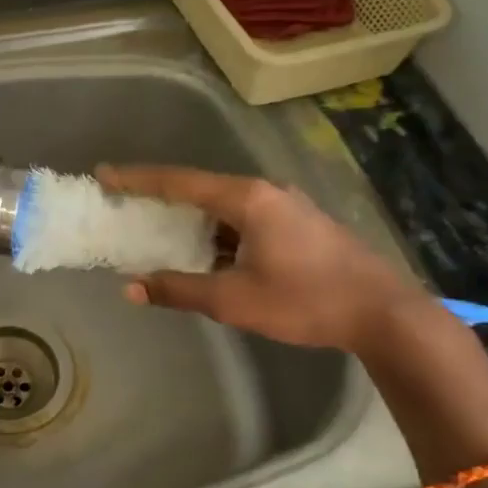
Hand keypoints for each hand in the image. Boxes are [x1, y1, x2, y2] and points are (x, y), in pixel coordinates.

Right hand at [96, 164, 424, 352]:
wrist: (383, 312)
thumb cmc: (305, 300)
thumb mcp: (234, 300)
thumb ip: (179, 290)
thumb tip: (131, 288)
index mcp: (246, 199)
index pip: (179, 182)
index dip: (137, 179)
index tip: (104, 174)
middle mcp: (264, 192)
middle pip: (200, 188)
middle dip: (161, 197)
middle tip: (126, 204)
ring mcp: (285, 206)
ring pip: (223, 206)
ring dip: (190, 218)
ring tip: (159, 231)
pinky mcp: (297, 225)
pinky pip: (242, 219)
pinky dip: (216, 231)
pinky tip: (205, 252)